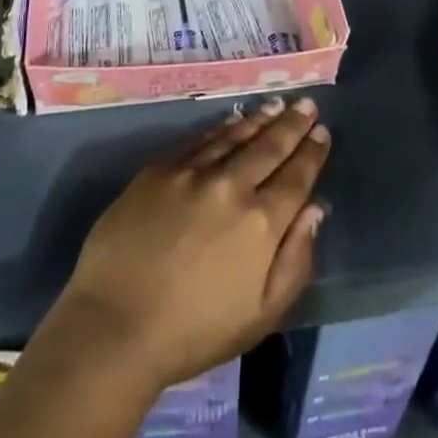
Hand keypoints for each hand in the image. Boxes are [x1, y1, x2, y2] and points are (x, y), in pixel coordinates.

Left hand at [52, 96, 330, 392]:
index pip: (296, 178)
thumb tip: (315, 210)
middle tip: (306, 104)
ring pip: (235, 136)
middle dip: (292, 124)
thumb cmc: (193, 333)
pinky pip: (200, 140)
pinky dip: (221, 128)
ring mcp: (193, 173)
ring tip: (276, 105)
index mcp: (261, 223)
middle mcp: (231, 186)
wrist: (115, 325)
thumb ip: (294, 261)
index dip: (311, 153)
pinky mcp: (160, 169)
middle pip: (269, 147)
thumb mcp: (260, 315)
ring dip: (260, 119)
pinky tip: (232, 120)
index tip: (322, 133)